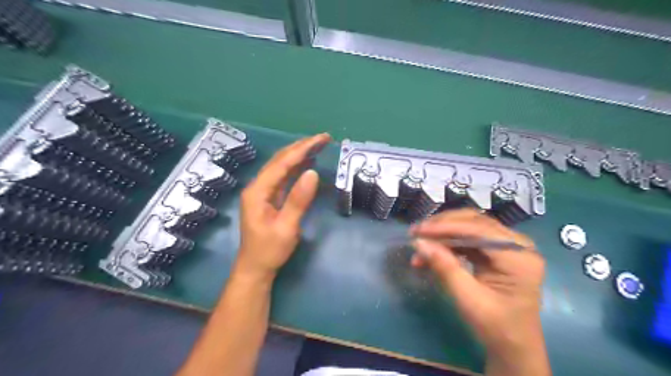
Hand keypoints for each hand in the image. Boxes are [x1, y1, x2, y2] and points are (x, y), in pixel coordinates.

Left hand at [233, 133, 330, 281]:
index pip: (282, 163)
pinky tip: (307, 163)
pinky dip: (296, 167)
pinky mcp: (269, 197)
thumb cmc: (270, 250)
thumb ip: (298, 200)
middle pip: (280, 160)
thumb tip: (312, 173)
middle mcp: (258, 186)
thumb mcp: (286, 227)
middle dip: (301, 147)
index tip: (321, 139)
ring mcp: (263, 191)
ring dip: (299, 154)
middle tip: (323, 138)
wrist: (256, 268)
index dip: (302, 149)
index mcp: (258, 191)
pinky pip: (284, 177)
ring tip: (318, 145)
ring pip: (282, 166)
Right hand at [409, 210, 543, 359]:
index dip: (445, 227)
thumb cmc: (496, 327)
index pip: (478, 230)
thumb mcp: (468, 299)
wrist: (514, 346)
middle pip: (474, 222)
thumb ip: (445, 267)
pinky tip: (433, 250)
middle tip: (416, 233)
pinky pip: (469, 238)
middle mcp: (518, 244)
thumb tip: (419, 242)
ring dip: (443, 233)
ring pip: (470, 226)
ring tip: (420, 243)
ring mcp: (509, 246)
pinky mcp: (498, 251)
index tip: (418, 231)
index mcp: (520, 257)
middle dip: (442, 226)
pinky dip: (449, 242)